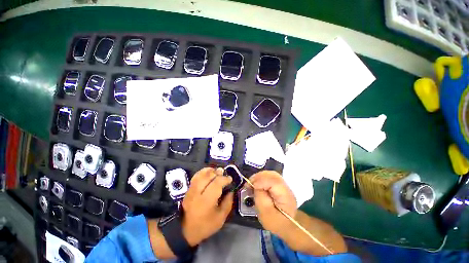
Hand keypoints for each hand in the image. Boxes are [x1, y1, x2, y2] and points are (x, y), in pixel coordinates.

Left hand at [181, 167, 233, 245]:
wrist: (185, 230)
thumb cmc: (205, 225)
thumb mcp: (220, 218)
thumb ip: (228, 203)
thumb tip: (231, 191)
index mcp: (207, 201)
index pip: (216, 183)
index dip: (224, 179)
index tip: (230, 179)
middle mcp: (198, 192)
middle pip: (208, 177)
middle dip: (218, 172)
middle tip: (224, 172)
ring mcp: (192, 190)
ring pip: (201, 175)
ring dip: (210, 170)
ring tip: (217, 170)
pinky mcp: (188, 189)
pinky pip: (196, 176)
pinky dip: (203, 171)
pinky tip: (208, 171)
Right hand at [250, 171, 296, 237]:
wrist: (286, 226)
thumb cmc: (276, 223)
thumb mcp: (265, 215)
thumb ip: (260, 198)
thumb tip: (255, 186)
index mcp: (285, 196)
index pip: (274, 182)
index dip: (261, 181)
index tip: (250, 186)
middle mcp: (286, 188)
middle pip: (272, 175)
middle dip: (258, 177)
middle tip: (249, 183)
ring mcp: (284, 185)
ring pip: (270, 174)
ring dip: (259, 177)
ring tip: (251, 183)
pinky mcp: (280, 185)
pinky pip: (270, 177)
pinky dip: (261, 178)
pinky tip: (256, 183)